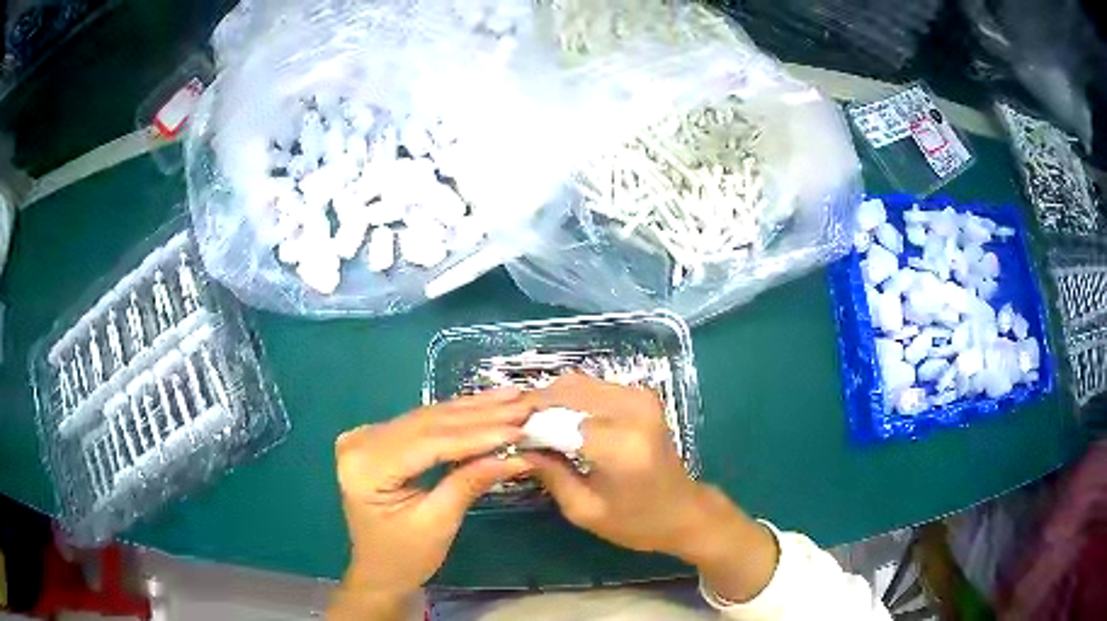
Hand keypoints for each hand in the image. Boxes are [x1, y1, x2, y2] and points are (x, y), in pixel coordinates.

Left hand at [329, 389, 532, 618]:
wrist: (378, 571)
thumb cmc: (405, 557)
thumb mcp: (439, 524)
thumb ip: (470, 483)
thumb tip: (517, 455)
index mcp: (366, 468)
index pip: (428, 443)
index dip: (476, 434)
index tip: (519, 427)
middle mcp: (360, 442)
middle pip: (428, 424)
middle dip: (480, 415)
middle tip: (524, 404)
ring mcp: (366, 436)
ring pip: (428, 418)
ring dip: (473, 409)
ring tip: (513, 397)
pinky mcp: (377, 438)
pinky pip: (423, 424)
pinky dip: (457, 416)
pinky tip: (485, 404)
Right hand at [520, 375, 778, 602]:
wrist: (684, 510)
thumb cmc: (636, 521)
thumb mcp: (584, 510)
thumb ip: (550, 474)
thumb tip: (516, 446)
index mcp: (621, 445)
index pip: (559, 420)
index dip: (527, 427)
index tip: (504, 438)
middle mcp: (633, 410)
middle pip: (567, 391)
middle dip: (534, 406)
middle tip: (509, 427)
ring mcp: (641, 397)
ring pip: (577, 383)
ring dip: (550, 400)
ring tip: (528, 423)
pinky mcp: (642, 395)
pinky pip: (592, 386)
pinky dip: (569, 398)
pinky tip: (555, 419)